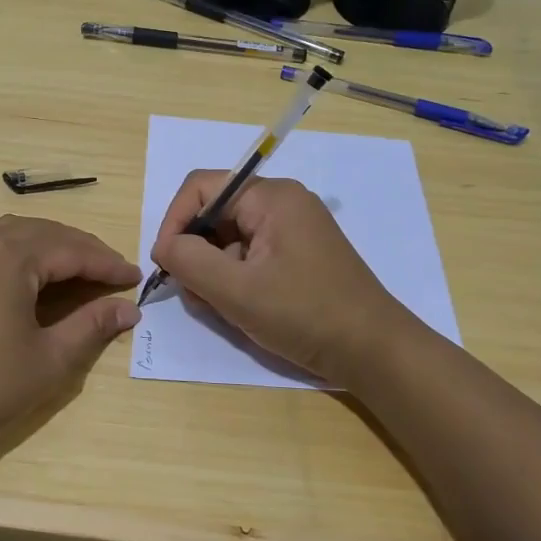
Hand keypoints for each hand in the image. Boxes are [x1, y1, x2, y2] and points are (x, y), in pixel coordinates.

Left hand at [0, 215, 140, 463]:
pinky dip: (21, 255)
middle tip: (113, 273)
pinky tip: (33, 279)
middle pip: (43, 233)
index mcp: (9, 256)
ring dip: (50, 247)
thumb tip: (128, 309)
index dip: (107, 264)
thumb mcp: (49, 359)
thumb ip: (91, 325)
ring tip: (79, 271)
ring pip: (14, 235)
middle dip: (81, 250)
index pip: (71, 250)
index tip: (137, 277)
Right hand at [150, 171, 414, 380]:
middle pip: (215, 213)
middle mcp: (283, 203)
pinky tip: (240, 308)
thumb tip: (164, 246)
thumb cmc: (305, 315)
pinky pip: (251, 254)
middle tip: (193, 293)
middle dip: (195, 251)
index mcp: (271, 197)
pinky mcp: (299, 254)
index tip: (165, 264)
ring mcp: (293, 229)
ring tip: (219, 307)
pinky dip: (235, 277)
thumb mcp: (236, 291)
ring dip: (213, 269)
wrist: (375, 352)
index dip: (174, 221)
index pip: (201, 187)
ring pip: (230, 237)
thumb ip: (189, 261)